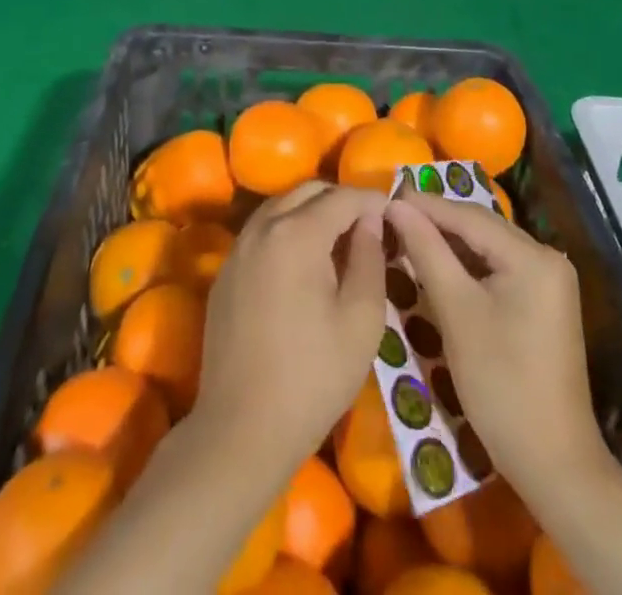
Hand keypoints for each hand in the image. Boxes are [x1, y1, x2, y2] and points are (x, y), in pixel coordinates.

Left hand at [192, 182, 387, 479]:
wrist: (240, 431)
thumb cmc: (313, 378)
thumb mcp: (361, 321)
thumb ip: (370, 258)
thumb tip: (371, 220)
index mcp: (297, 233)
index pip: (343, 197)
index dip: (373, 200)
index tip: (395, 213)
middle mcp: (263, 227)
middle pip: (308, 190)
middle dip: (341, 200)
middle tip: (369, 229)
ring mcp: (239, 248)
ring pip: (282, 206)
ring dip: (312, 211)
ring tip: (339, 243)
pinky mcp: (226, 271)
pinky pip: (262, 231)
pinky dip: (288, 230)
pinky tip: (303, 265)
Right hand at [385, 191, 603, 491]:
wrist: (554, 464)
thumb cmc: (501, 385)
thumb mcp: (457, 312)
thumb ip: (427, 252)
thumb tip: (396, 207)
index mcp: (533, 256)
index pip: (470, 217)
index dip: (426, 206)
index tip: (385, 198)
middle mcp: (547, 257)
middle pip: (481, 228)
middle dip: (437, 221)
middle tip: (391, 216)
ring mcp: (549, 281)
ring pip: (488, 247)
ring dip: (449, 242)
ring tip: (406, 234)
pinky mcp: (543, 301)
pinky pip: (498, 268)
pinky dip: (467, 265)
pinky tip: (437, 264)